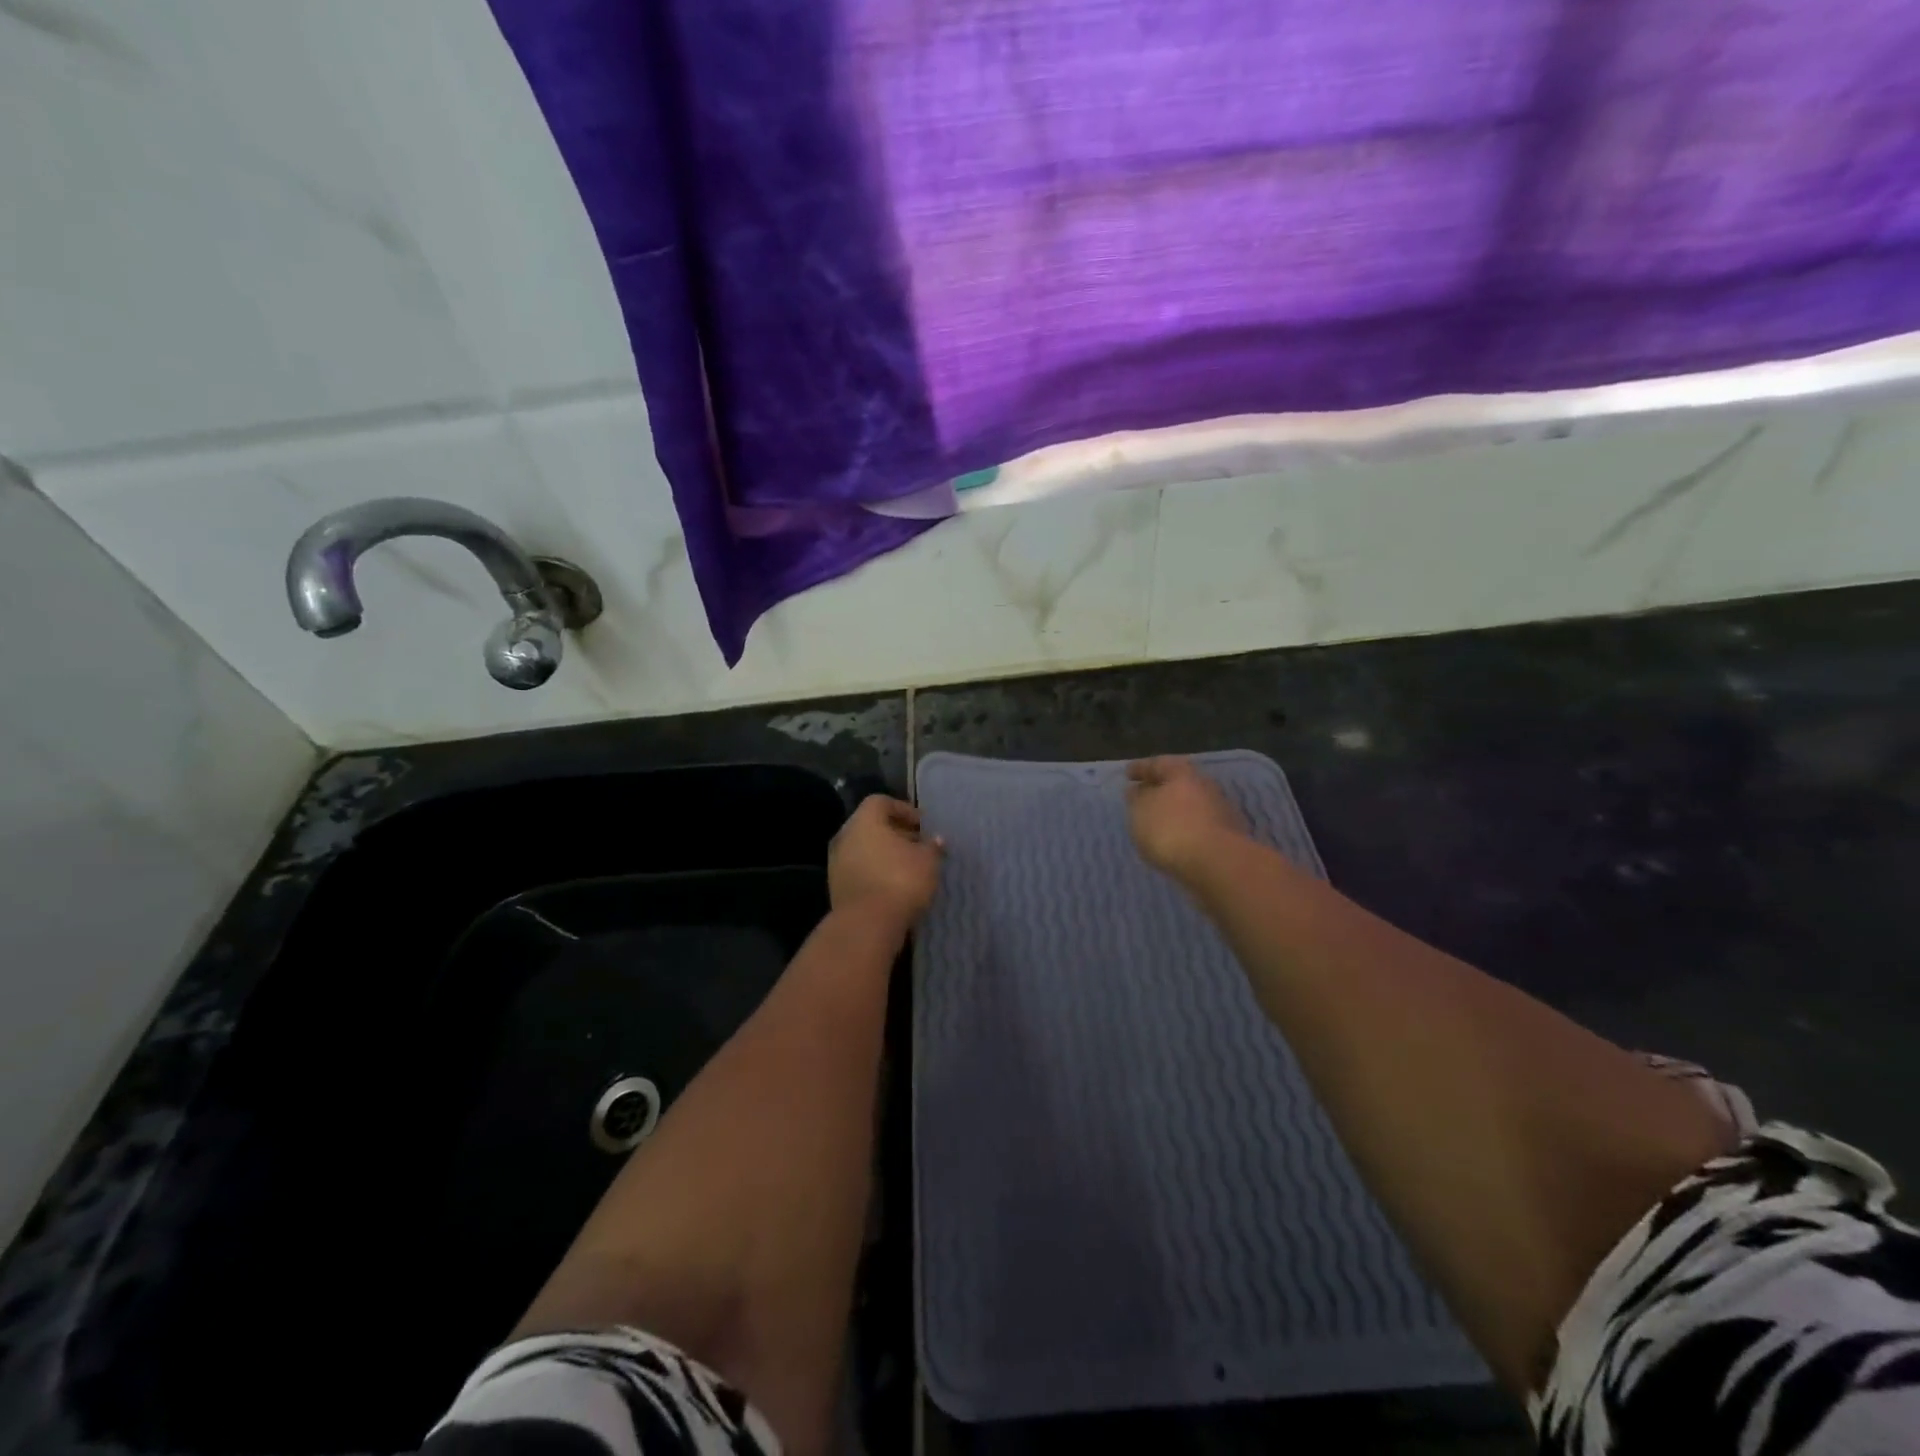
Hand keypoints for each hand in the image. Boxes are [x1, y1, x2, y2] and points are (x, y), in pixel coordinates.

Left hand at [828, 795, 943, 930]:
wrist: (866, 924)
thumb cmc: (900, 880)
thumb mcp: (928, 861)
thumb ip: (932, 847)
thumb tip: (936, 840)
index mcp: (864, 820)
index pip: (881, 802)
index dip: (904, 809)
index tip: (923, 825)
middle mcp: (845, 836)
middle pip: (871, 826)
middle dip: (896, 833)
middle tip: (918, 845)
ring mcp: (836, 862)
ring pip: (864, 849)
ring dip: (885, 854)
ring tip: (909, 867)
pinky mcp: (836, 887)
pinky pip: (859, 870)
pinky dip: (875, 871)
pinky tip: (894, 885)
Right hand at [1126, 756, 1246, 881]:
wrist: (1217, 863)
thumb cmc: (1170, 829)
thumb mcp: (1140, 811)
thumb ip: (1136, 798)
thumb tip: (1138, 791)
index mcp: (1182, 772)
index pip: (1158, 764)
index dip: (1141, 768)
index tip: (1127, 775)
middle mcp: (1204, 785)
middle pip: (1178, 782)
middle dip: (1160, 788)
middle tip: (1143, 796)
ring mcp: (1220, 810)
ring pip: (1191, 804)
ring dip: (1174, 810)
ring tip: (1156, 822)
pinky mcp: (1227, 835)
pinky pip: (1199, 825)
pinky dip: (1185, 828)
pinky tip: (1175, 839)